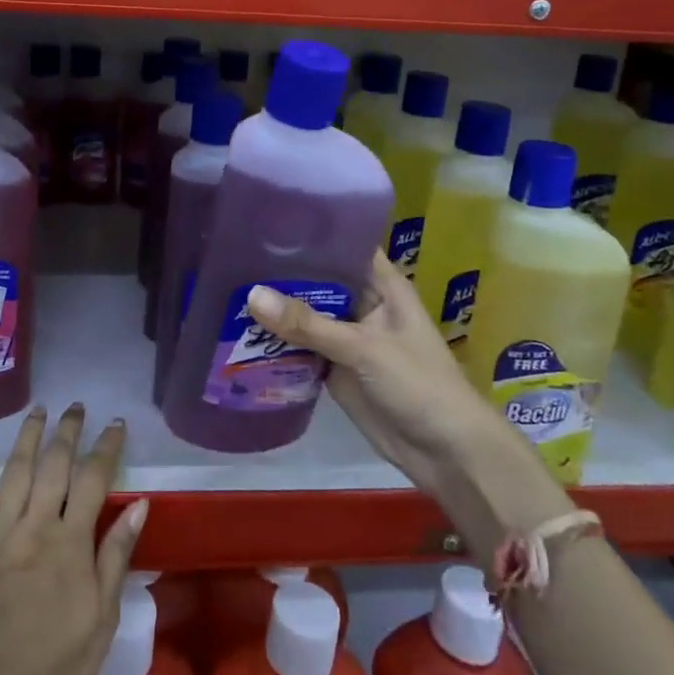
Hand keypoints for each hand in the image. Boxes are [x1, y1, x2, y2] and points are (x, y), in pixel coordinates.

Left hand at [0, 405, 148, 674]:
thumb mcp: (103, 617)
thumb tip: (137, 504)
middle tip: (75, 407)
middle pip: (54, 467)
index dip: (106, 448)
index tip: (115, 423)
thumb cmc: (58, 666)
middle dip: (67, 432)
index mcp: (71, 542)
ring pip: (14, 475)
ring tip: (36, 411)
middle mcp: (35, 527)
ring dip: (26, 439)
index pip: (93, 481)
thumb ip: (116, 556)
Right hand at [247, 253, 496, 506]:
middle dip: (282, 270)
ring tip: (226, 285)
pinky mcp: (335, 368)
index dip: (311, 231)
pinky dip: (277, 342)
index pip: (344, 243)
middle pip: (318, 278)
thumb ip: (308, 324)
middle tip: (231, 252)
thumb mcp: (363, 348)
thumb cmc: (418, 385)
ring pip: (306, 314)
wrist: (446, 455)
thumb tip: (251, 295)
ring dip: (275, 307)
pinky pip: (301, 347)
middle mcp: (362, 303)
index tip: (268, 219)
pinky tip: (239, 330)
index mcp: (382, 285)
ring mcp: (347, 336)